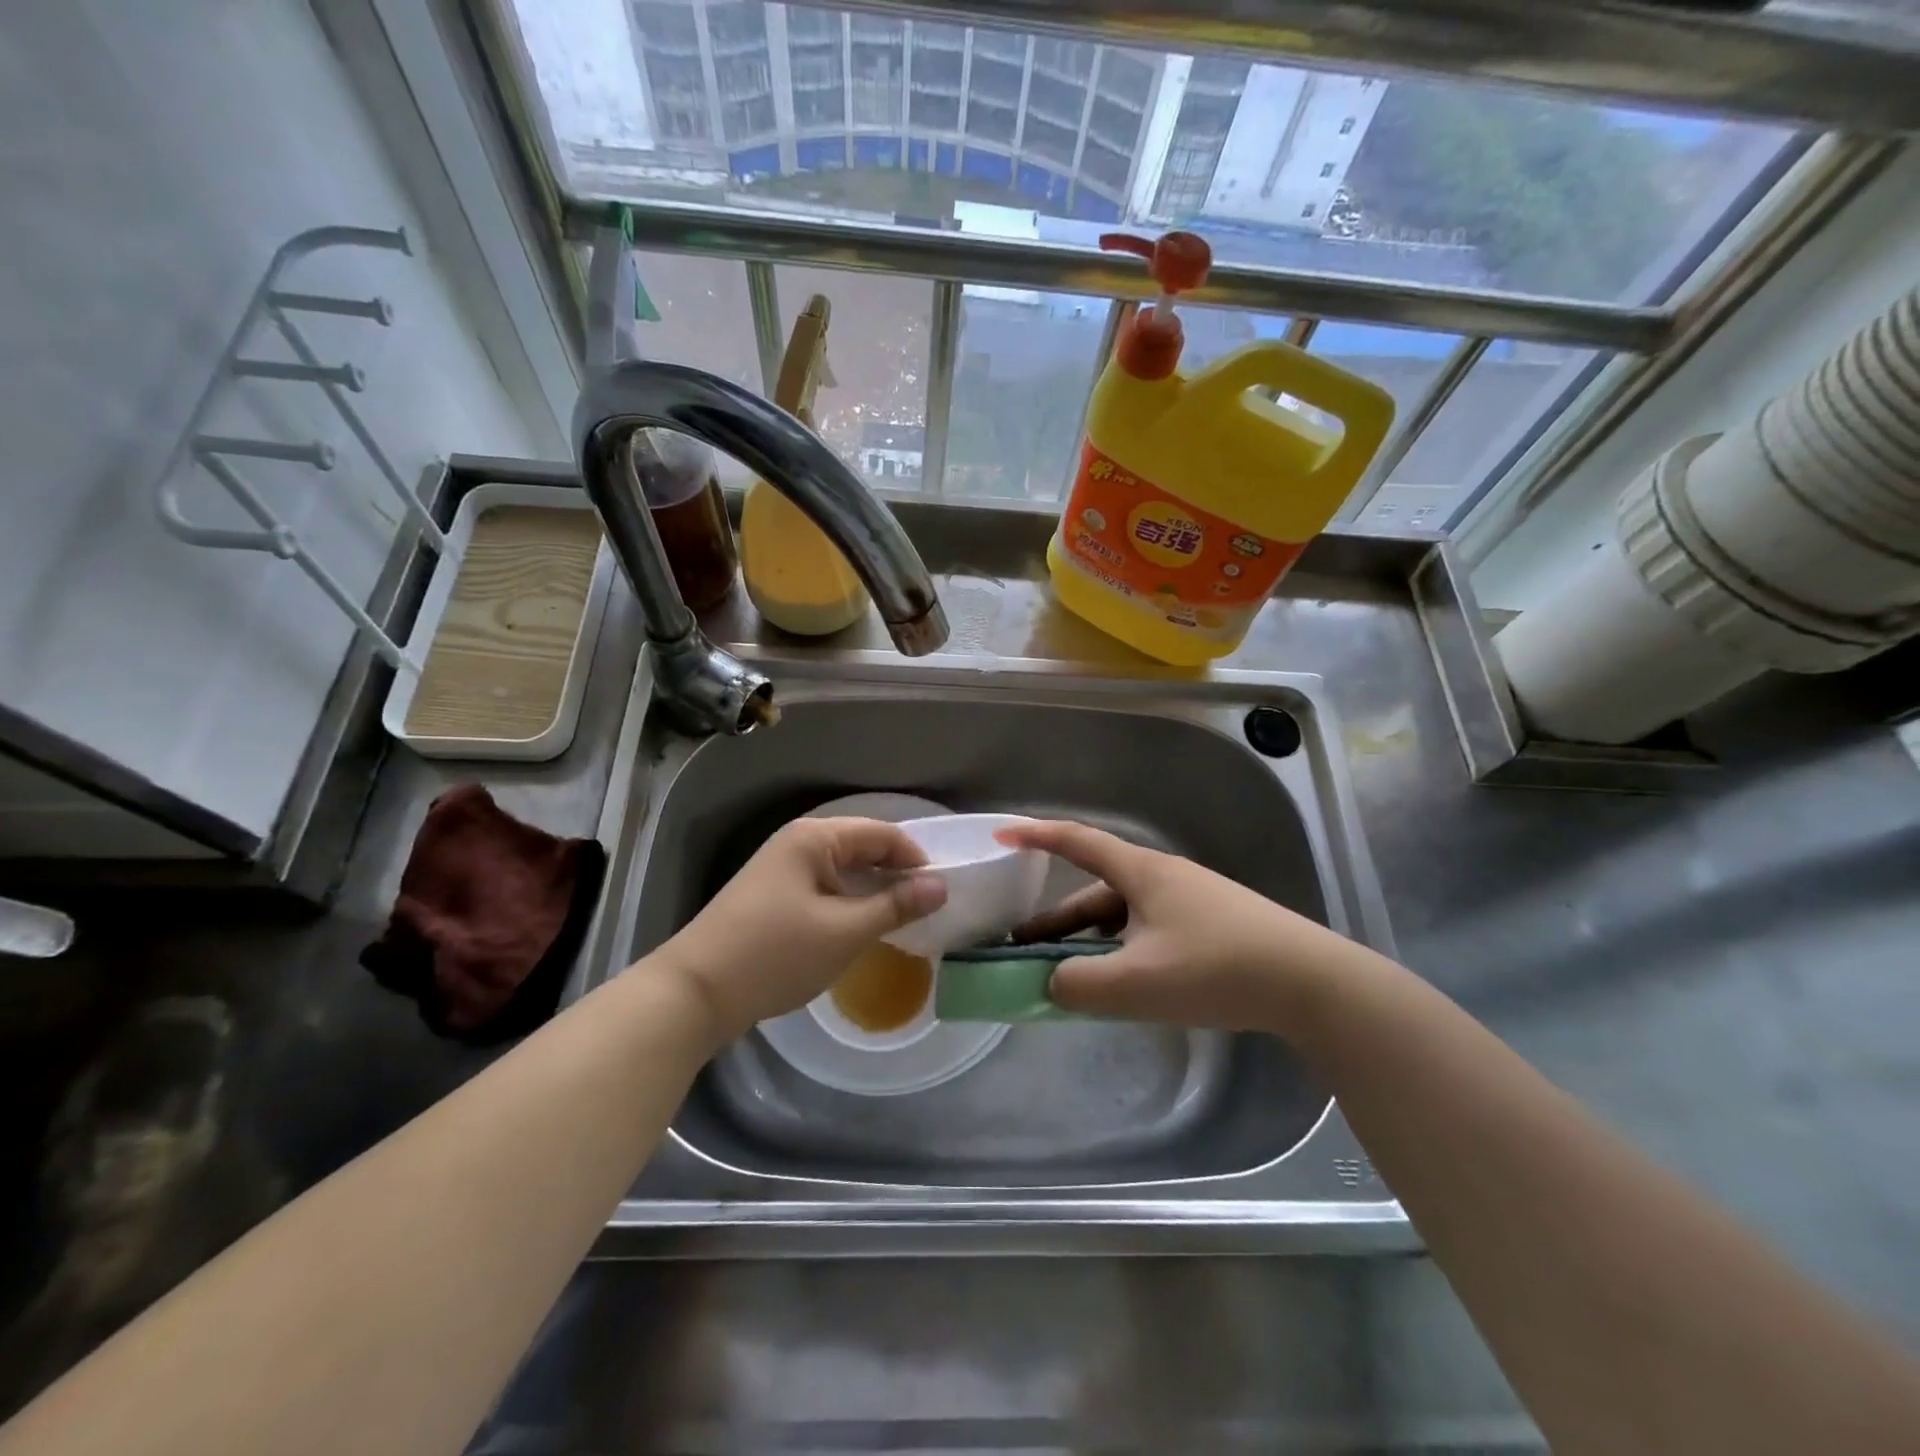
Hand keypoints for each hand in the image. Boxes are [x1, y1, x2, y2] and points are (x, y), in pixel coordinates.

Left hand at [656, 817, 946, 1043]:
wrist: (695, 992)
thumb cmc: (775, 954)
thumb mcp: (844, 931)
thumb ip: (895, 905)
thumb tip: (940, 885)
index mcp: (815, 837)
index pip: (882, 833)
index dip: (915, 859)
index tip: (940, 893)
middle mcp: (798, 843)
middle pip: (862, 848)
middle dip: (896, 875)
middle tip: (927, 910)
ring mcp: (782, 869)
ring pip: (844, 871)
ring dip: (873, 892)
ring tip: (902, 922)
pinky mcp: (774, 896)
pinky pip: (825, 889)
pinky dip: (849, 904)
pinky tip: (863, 929)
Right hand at [998, 820, 1350, 1032]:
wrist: (1311, 982)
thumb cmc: (1215, 969)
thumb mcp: (1135, 983)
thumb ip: (1078, 985)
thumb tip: (1051, 982)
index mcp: (1141, 873)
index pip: (1077, 842)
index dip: (1037, 837)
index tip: (1002, 837)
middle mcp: (1163, 878)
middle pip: (1096, 891)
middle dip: (1057, 920)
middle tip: (1023, 949)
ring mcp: (1192, 901)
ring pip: (1124, 916)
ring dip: (1091, 941)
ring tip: (1070, 977)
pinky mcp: (1213, 926)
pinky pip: (1149, 931)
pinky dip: (1123, 951)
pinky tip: (1124, 984)